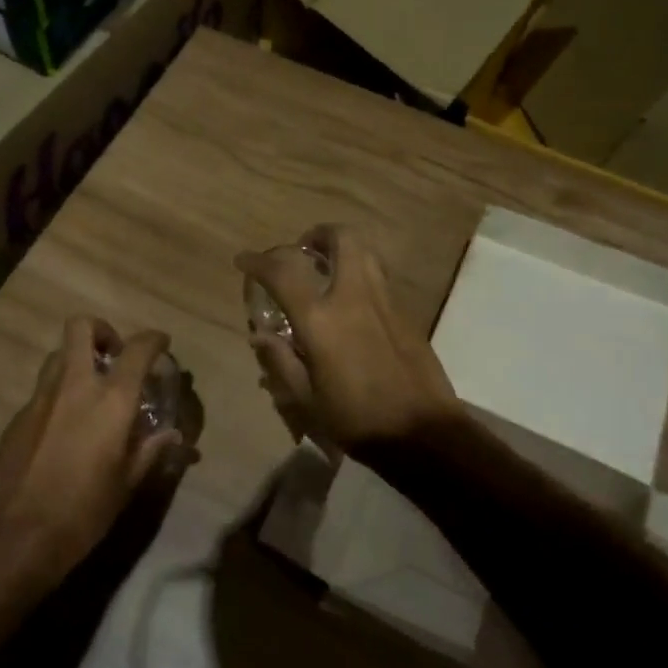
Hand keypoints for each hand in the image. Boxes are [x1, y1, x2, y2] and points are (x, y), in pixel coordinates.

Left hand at [0, 318, 188, 591]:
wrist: (15, 537)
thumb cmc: (84, 512)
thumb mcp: (127, 484)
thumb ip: (151, 451)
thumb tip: (175, 436)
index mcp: (111, 401)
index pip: (138, 349)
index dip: (154, 340)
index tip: (162, 344)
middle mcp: (74, 387)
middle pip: (82, 328)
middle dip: (102, 331)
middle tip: (115, 356)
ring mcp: (40, 399)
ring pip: (58, 356)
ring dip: (77, 360)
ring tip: (92, 390)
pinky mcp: (17, 418)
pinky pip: (42, 390)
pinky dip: (59, 395)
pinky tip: (65, 428)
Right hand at [236, 225, 459, 457]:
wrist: (423, 433)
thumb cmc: (357, 420)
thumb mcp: (306, 400)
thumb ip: (280, 361)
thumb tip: (260, 335)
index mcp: (321, 320)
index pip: (284, 272)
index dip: (259, 261)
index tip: (244, 261)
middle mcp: (354, 297)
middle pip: (341, 239)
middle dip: (317, 234)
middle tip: (303, 250)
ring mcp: (385, 301)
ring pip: (366, 251)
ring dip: (343, 248)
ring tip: (327, 268)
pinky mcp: (406, 313)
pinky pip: (380, 277)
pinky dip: (361, 272)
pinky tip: (352, 301)